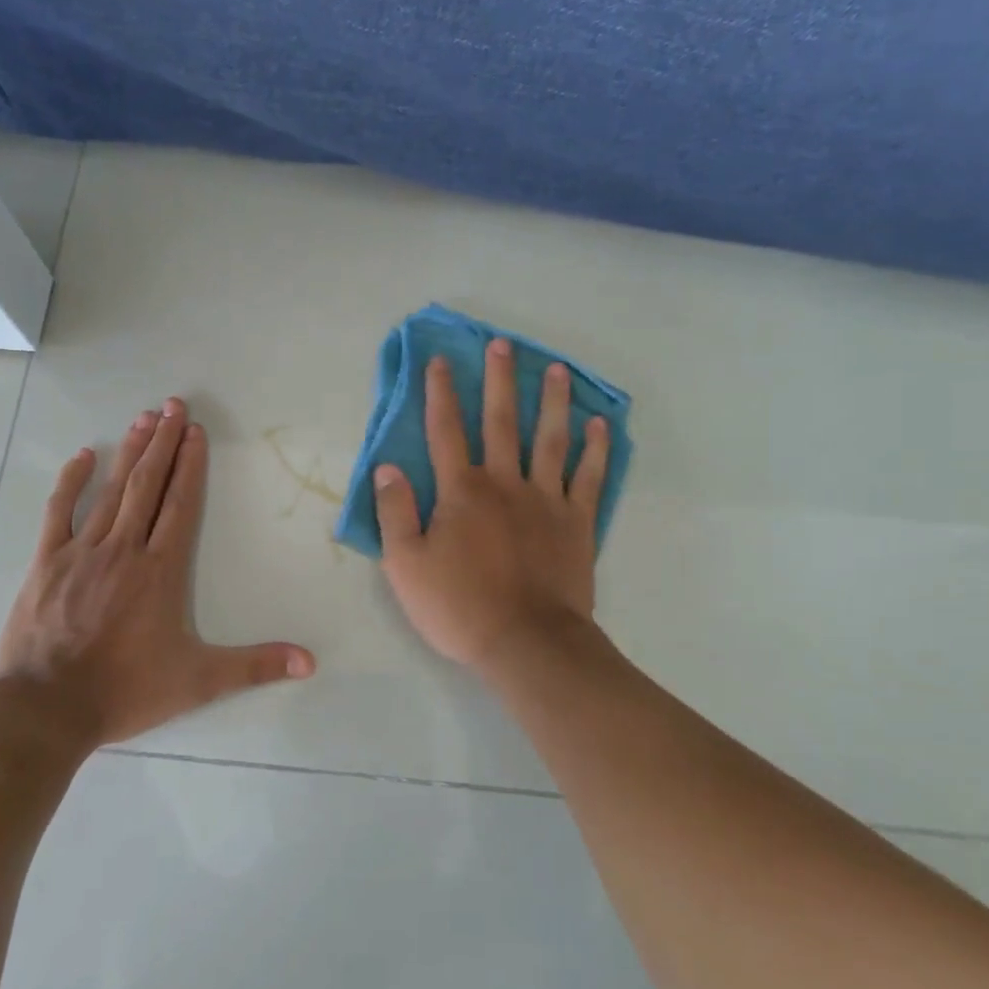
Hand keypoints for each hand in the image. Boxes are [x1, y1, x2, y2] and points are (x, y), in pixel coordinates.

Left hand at [0, 398, 315, 751]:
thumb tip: (311, 663)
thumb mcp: (199, 682)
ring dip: (129, 452)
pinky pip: (60, 511)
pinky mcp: (47, 562)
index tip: (195, 431)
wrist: (47, 709)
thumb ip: (255, 666)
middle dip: (163, 443)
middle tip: (173, 404)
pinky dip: (71, 481)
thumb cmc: (126, 690)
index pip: (181, 504)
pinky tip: (83, 455)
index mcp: (160, 570)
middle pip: (148, 485)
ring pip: (111, 490)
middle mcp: (124, 549)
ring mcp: (82, 551)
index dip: (190, 465)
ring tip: (143, 418)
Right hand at [373, 341, 609, 670]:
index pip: (445, 431)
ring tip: (556, 369)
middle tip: (502, 345)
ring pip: (550, 439)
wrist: (527, 643)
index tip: (440, 361)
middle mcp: (504, 483)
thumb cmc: (459, 606)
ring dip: (551, 401)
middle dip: (499, 381)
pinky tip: (600, 424)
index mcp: (461, 491)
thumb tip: (388, 466)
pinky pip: (589, 477)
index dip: (440, 394)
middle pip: (501, 422)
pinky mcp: (577, 522)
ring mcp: (546, 500)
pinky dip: (596, 449)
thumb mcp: (405, 565)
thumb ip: (394, 512)